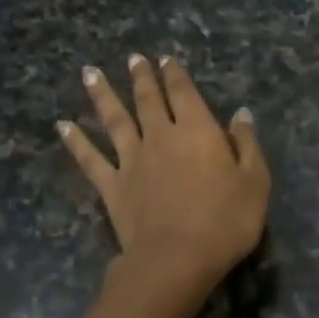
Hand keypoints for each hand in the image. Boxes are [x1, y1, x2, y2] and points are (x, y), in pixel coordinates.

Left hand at [59, 55, 270, 301]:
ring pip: (115, 120)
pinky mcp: (112, 186)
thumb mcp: (255, 182)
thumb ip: (247, 145)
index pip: (184, 93)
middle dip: (142, 77)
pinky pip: (90, 159)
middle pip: (148, 100)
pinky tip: (63, 126)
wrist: (177, 259)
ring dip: (103, 95)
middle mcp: (160, 136)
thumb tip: (241, 114)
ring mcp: (132, 160)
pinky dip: (76, 141)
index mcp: (197, 130)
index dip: (175, 74)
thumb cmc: (226, 221)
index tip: (166, 59)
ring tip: (90, 73)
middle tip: (134, 59)